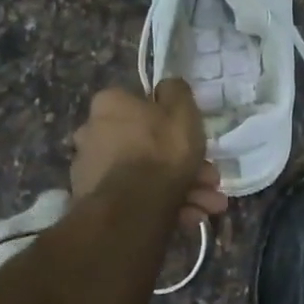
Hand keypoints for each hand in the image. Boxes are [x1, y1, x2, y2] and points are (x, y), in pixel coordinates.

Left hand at [70, 81, 228, 229]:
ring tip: (207, 206)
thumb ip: (177, 92)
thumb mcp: (182, 112)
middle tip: (211, 182)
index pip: (144, 107)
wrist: (133, 208)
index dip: (176, 126)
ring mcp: (92, 170)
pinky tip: (188, 217)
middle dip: (186, 166)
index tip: (196, 142)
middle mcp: (93, 132)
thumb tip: (168, 87)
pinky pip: (136, 198)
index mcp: (110, 104)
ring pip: (146, 176)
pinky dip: (164, 206)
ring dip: (183, 190)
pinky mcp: (96, 201)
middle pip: (149, 147)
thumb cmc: (161, 151)